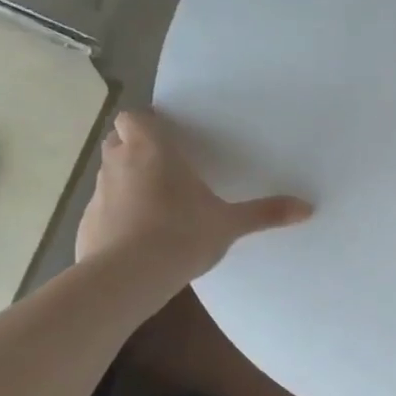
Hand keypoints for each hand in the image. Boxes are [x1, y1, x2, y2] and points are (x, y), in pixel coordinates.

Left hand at [75, 109, 311, 287]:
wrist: (127, 278)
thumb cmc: (181, 234)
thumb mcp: (229, 224)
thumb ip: (265, 213)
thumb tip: (308, 208)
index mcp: (152, 151)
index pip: (134, 117)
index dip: (147, 124)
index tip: (167, 137)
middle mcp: (120, 164)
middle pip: (117, 141)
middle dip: (135, 148)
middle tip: (165, 166)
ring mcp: (98, 195)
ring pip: (110, 175)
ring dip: (127, 182)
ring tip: (156, 204)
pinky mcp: (87, 225)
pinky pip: (104, 210)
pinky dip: (117, 216)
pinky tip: (138, 238)